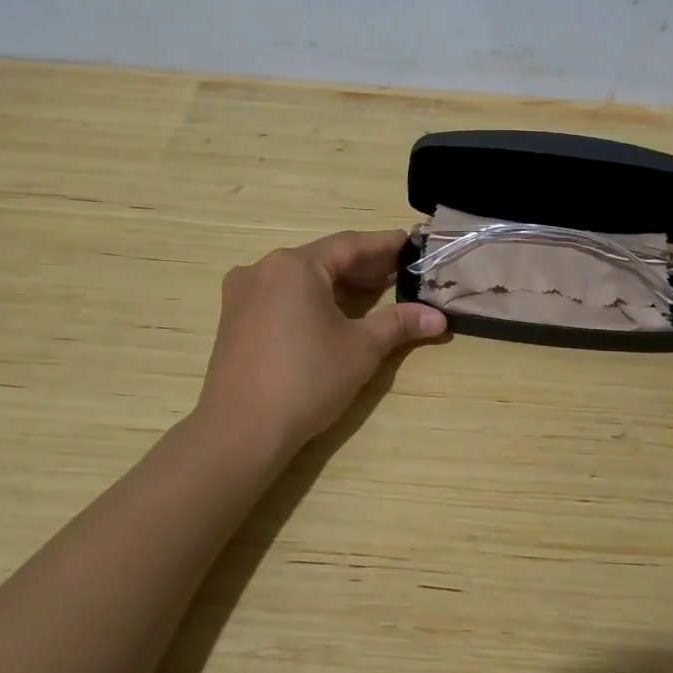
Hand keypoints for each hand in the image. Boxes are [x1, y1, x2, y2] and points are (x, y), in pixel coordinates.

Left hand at [195, 229, 445, 462]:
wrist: (240, 430)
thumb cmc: (306, 380)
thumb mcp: (361, 349)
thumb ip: (398, 324)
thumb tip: (438, 318)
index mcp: (295, 266)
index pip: (349, 245)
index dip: (383, 245)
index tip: (410, 242)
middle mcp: (264, 268)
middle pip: (323, 258)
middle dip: (362, 266)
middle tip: (398, 272)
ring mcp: (243, 292)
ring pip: (300, 277)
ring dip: (336, 282)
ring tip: (372, 293)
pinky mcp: (234, 317)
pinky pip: (280, 294)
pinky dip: (310, 297)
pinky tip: (331, 313)